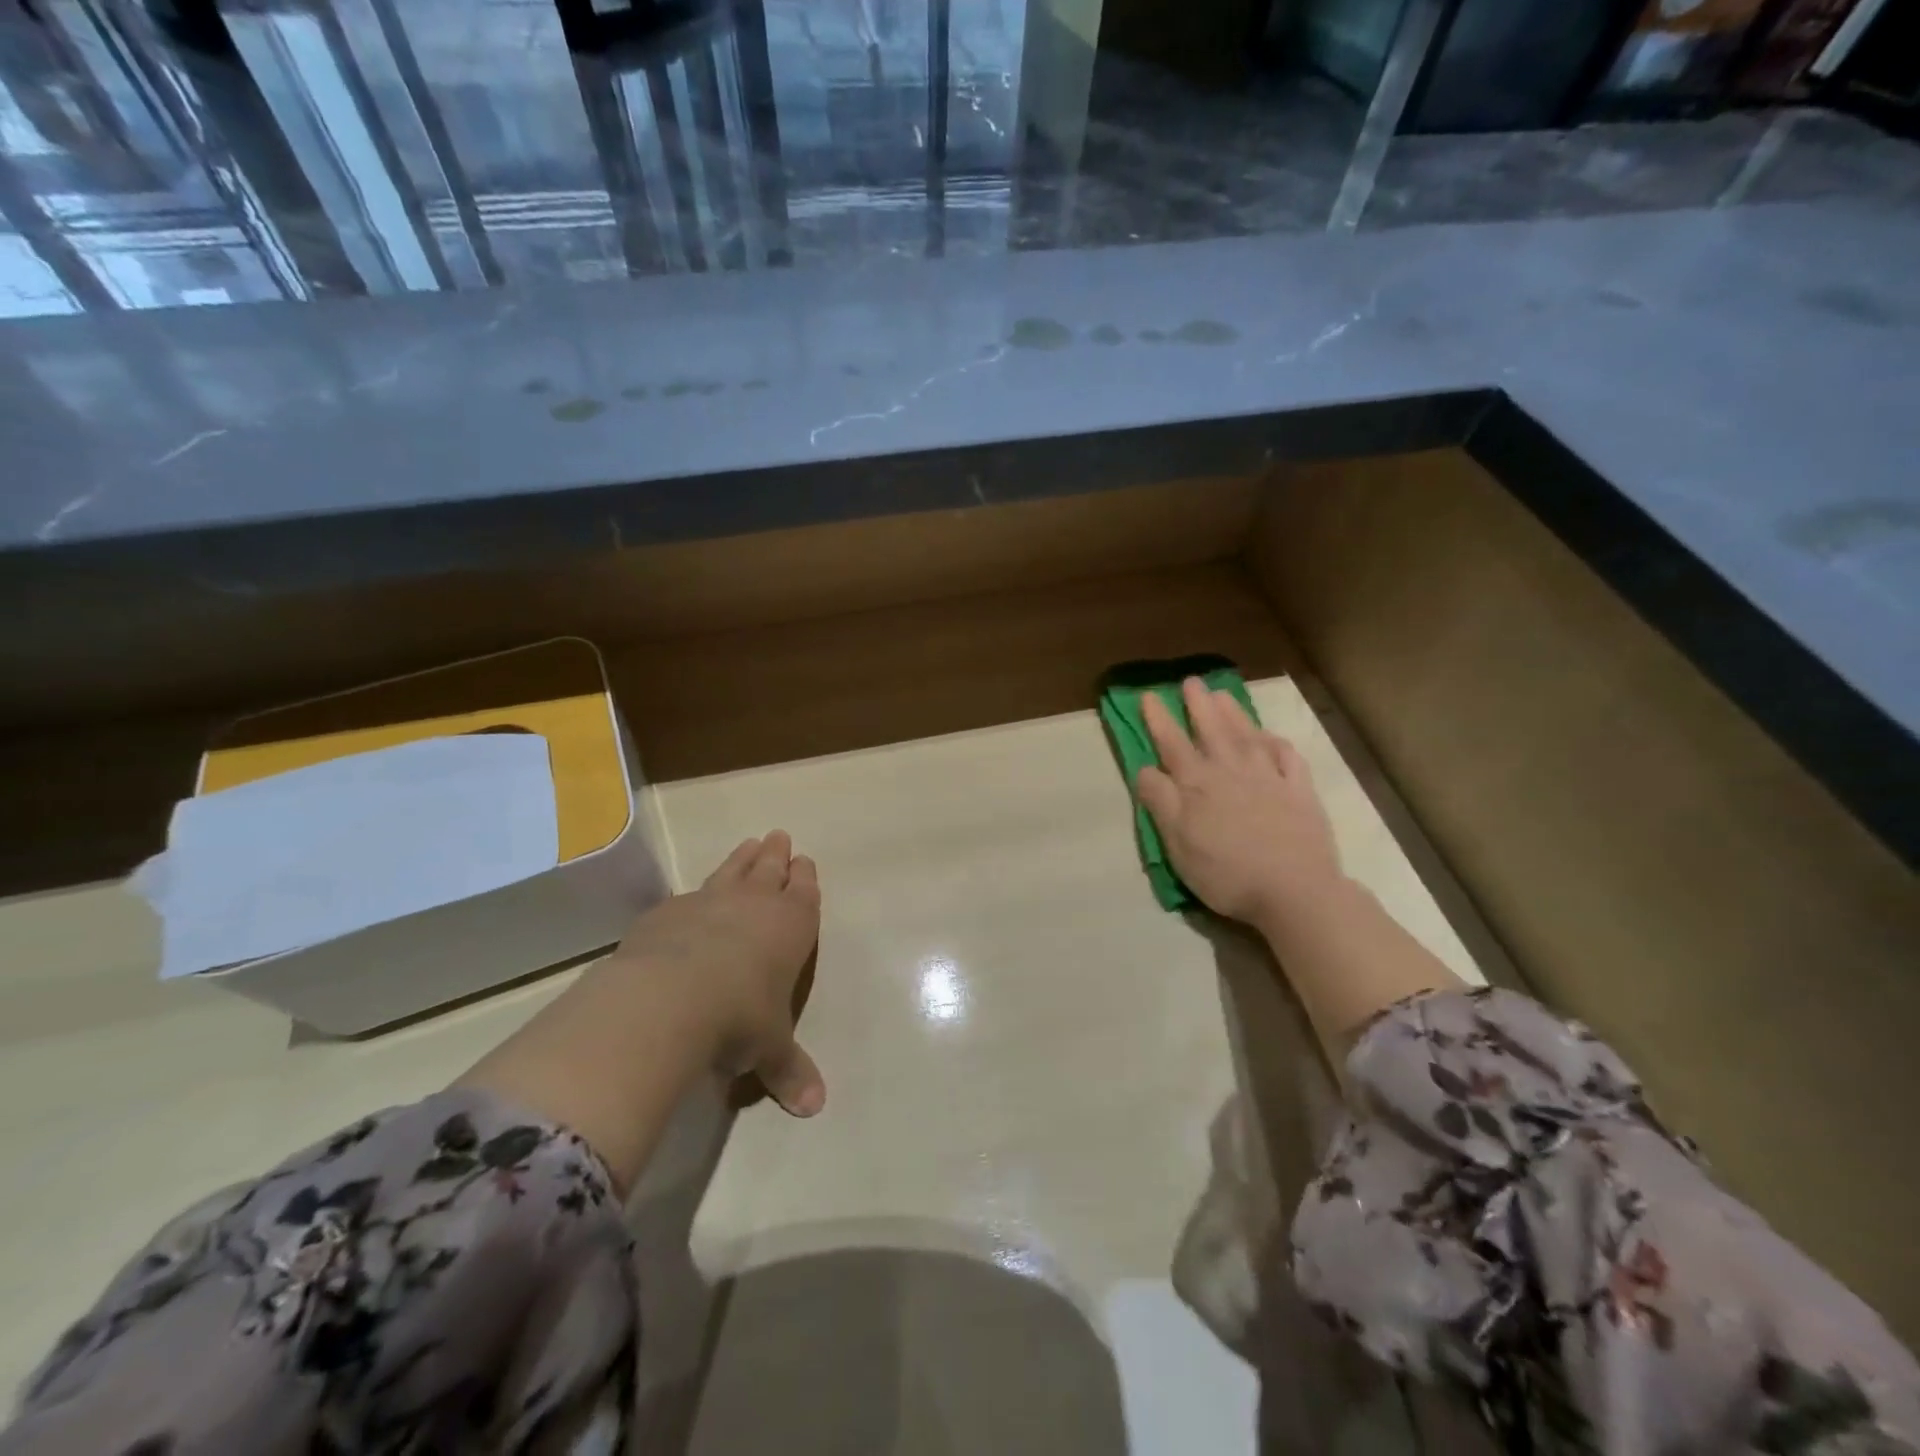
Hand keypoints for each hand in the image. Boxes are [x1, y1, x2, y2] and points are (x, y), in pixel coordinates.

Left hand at [610, 831, 824, 1116]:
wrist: (669, 998)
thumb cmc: (739, 1018)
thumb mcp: (769, 1050)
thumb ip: (789, 1071)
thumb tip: (814, 1108)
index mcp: (791, 927)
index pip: (804, 893)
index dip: (805, 877)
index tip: (804, 861)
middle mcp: (753, 905)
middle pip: (769, 869)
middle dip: (776, 855)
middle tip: (779, 837)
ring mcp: (708, 902)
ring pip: (732, 870)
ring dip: (743, 858)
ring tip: (749, 843)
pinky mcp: (667, 912)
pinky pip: (689, 894)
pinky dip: (696, 891)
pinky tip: (690, 897)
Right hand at [1136, 678, 1343, 929]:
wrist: (1294, 890)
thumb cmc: (1226, 872)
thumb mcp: (1178, 843)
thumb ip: (1161, 802)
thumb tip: (1147, 768)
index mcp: (1198, 784)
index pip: (1172, 743)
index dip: (1159, 718)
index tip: (1149, 695)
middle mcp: (1232, 771)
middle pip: (1212, 730)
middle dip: (1199, 705)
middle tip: (1191, 681)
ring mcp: (1269, 778)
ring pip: (1247, 736)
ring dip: (1233, 714)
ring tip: (1223, 695)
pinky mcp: (1299, 792)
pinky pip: (1288, 758)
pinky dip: (1277, 744)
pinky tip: (1271, 737)